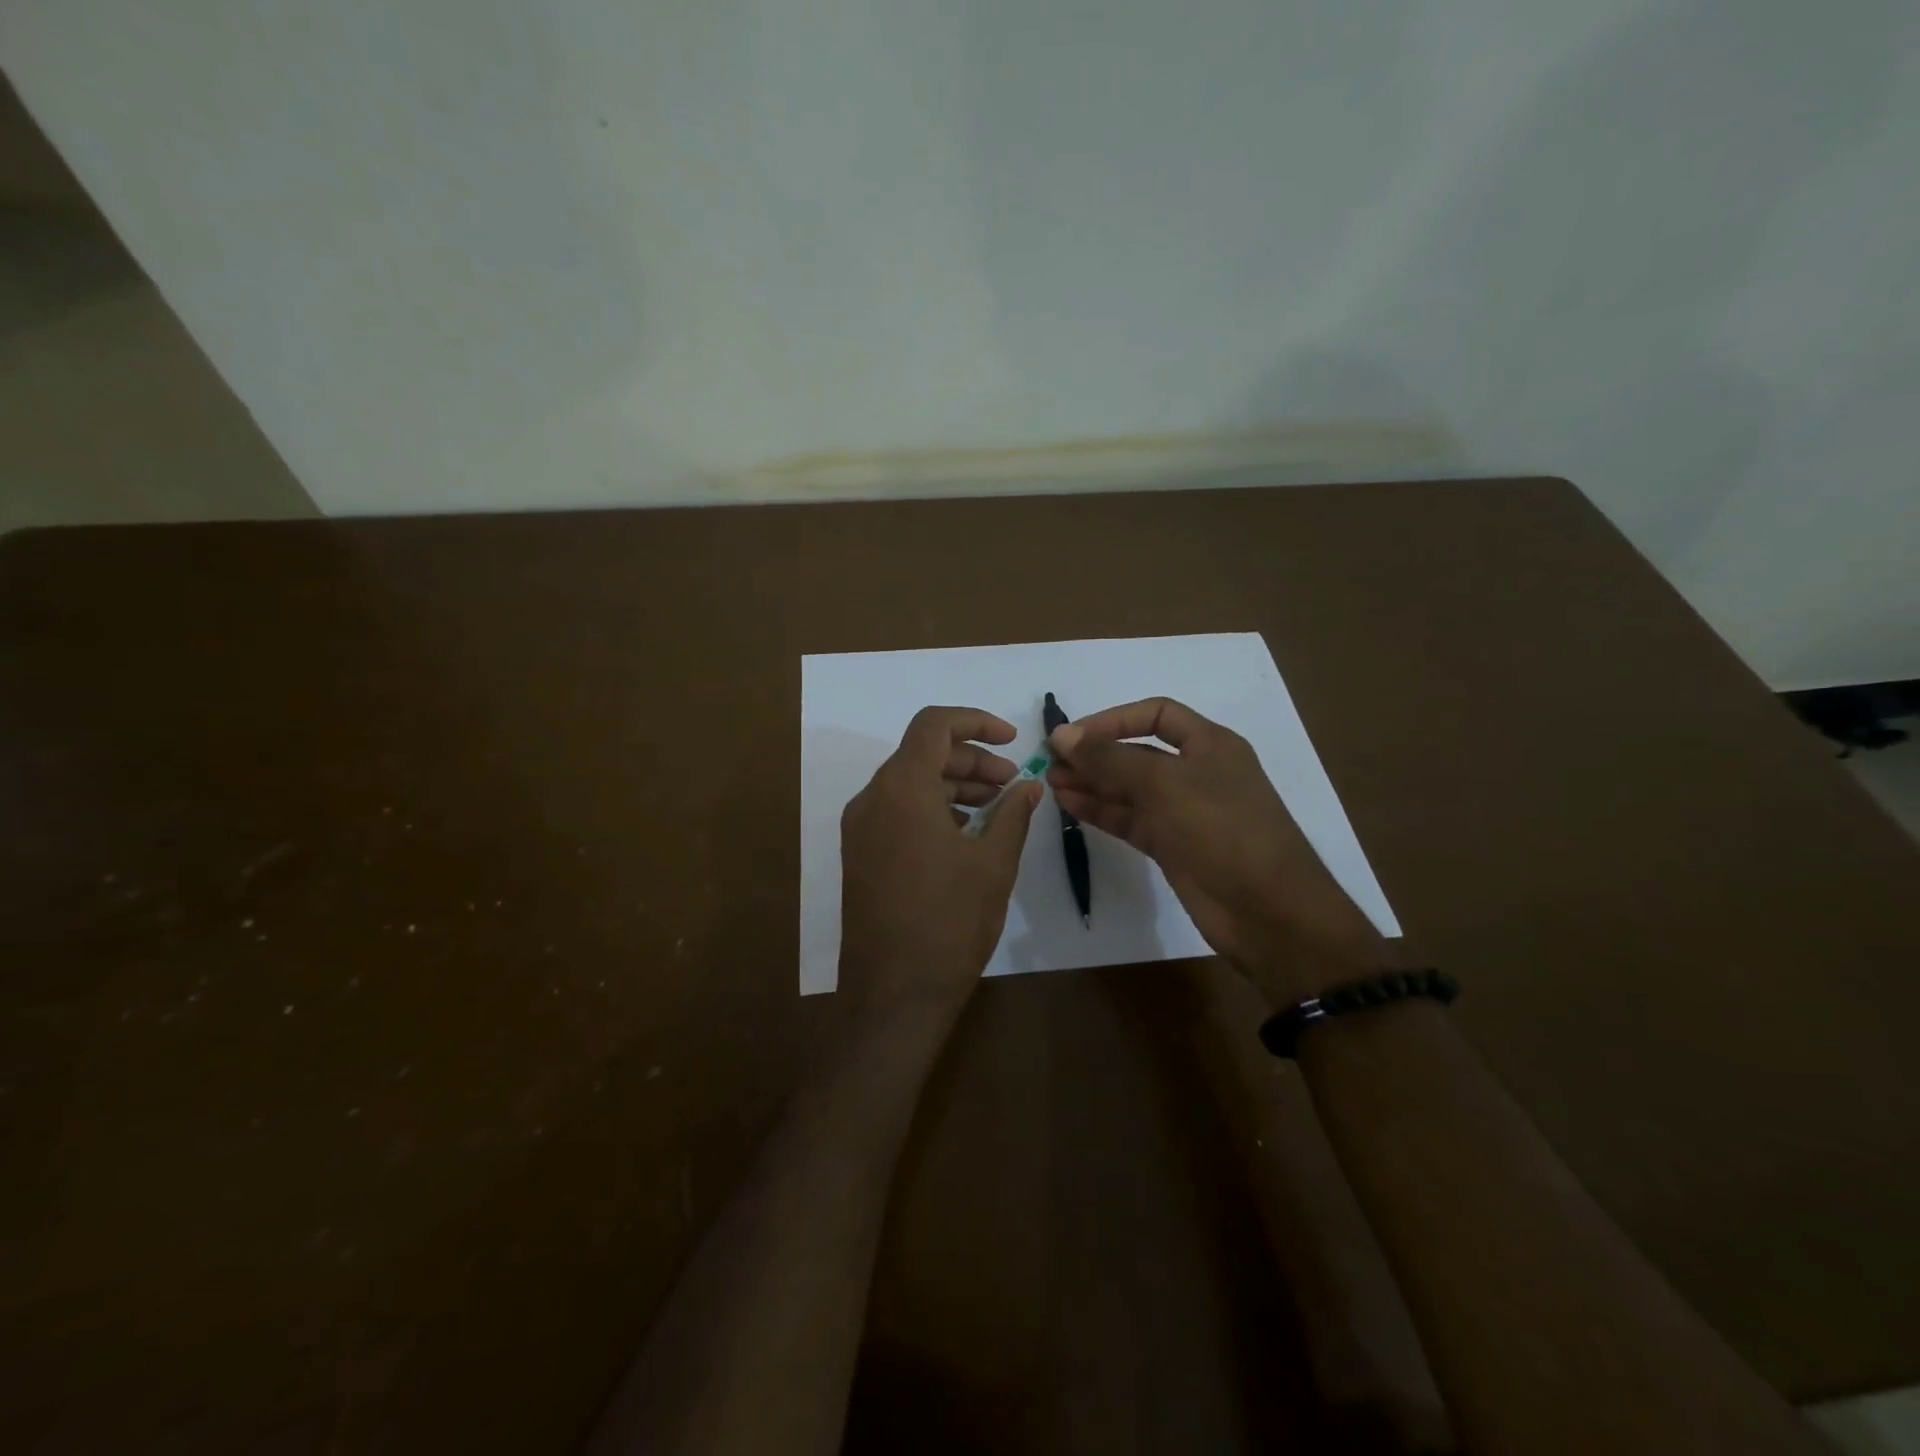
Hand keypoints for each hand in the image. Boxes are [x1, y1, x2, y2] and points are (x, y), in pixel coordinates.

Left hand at [839, 706, 1040, 1020]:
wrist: (893, 994)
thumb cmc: (949, 922)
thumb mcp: (993, 863)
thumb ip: (1013, 814)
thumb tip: (1030, 786)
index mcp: (901, 789)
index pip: (933, 725)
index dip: (976, 722)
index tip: (1013, 741)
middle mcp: (872, 799)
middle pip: (922, 753)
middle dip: (971, 760)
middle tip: (1012, 783)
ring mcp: (860, 828)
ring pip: (909, 783)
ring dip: (953, 785)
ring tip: (996, 809)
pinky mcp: (860, 854)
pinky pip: (897, 812)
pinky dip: (933, 809)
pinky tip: (966, 835)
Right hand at [1048, 697, 1389, 1004]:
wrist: (1268, 912)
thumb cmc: (1222, 830)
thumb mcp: (1164, 785)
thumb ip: (1109, 758)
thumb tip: (1062, 734)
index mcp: (1210, 745)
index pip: (1156, 715)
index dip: (1113, 720)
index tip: (1072, 735)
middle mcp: (1197, 773)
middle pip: (1138, 753)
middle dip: (1096, 755)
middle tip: (1050, 761)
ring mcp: (1184, 812)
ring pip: (1130, 789)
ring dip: (1092, 783)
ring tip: (1051, 783)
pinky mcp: (1173, 846)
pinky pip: (1131, 820)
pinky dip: (1101, 811)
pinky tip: (1070, 805)